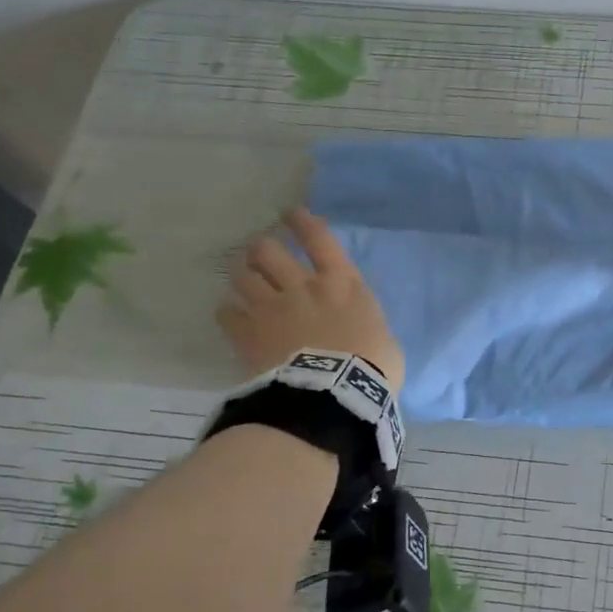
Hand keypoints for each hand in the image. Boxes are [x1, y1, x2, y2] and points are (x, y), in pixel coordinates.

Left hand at [218, 208, 404, 387]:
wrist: (334, 397)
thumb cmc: (371, 368)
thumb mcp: (385, 340)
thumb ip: (366, 324)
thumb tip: (360, 328)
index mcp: (342, 283)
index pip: (319, 238)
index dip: (302, 222)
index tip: (291, 214)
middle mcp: (303, 286)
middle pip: (268, 250)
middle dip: (261, 249)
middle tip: (260, 254)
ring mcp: (272, 308)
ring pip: (243, 276)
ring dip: (242, 277)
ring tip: (242, 281)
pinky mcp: (248, 333)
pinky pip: (226, 313)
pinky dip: (228, 312)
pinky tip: (231, 316)